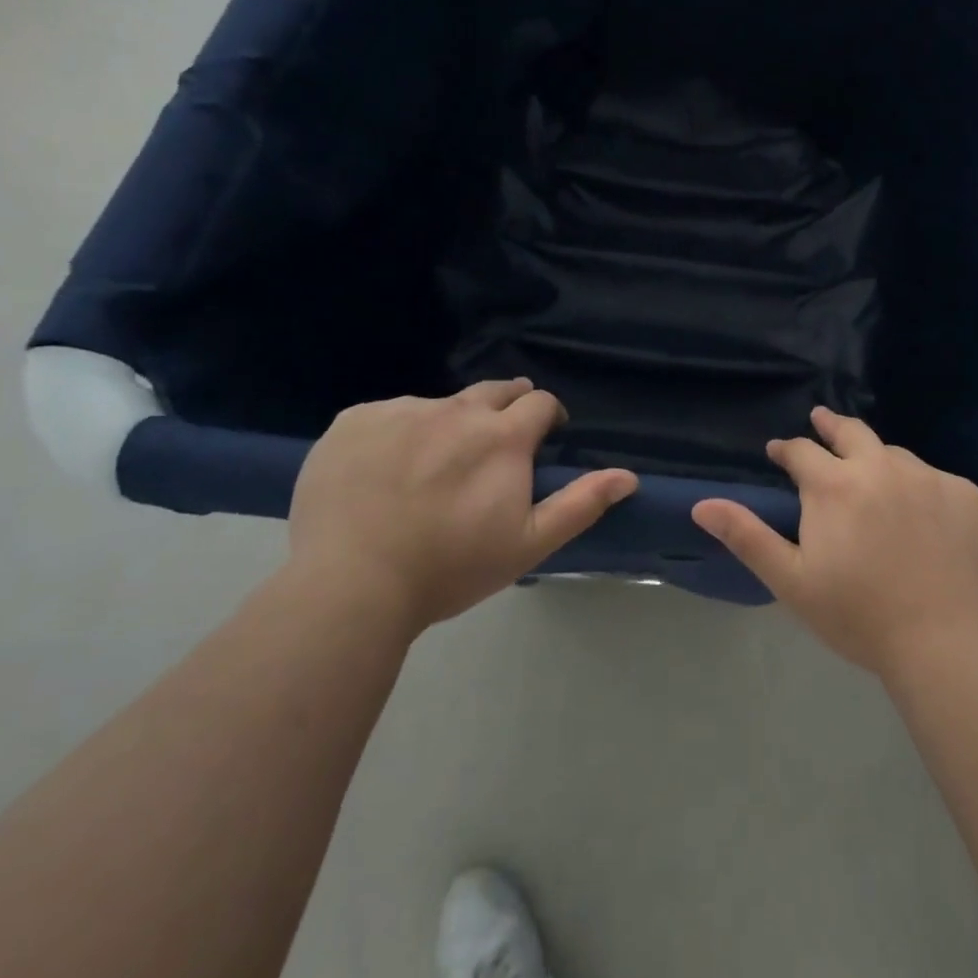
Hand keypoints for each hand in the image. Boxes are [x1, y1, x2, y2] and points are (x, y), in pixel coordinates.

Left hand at [287, 380, 637, 634]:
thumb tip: (628, 476)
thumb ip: (581, 504)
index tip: (542, 441)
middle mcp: (455, 410)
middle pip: (495, 390)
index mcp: (502, 436)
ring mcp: (401, 411)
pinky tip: (385, 471)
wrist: (349, 587)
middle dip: (506, 409)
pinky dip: (397, 433)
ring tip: (432, 469)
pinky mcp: (354, 420)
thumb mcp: (528, 544)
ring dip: (449, 424)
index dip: (547, 418)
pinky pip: (388, 414)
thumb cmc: (450, 568)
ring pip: (439, 404)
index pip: (540, 402)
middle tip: (494, 448)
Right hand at [691, 407, 977, 676]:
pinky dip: (918, 485)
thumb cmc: (858, 616)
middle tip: (821, 420)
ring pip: (893, 453)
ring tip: (870, 472)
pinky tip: (918, 508)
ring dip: (875, 457)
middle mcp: (881, 466)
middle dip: (830, 425)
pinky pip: (933, 477)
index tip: (778, 452)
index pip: (802, 451)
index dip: (786, 449)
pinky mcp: (965, 493)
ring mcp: (927, 477)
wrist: (945, 642)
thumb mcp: (791, 580)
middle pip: (851, 432)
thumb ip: (747, 536)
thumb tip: (701, 504)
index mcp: (835, 485)